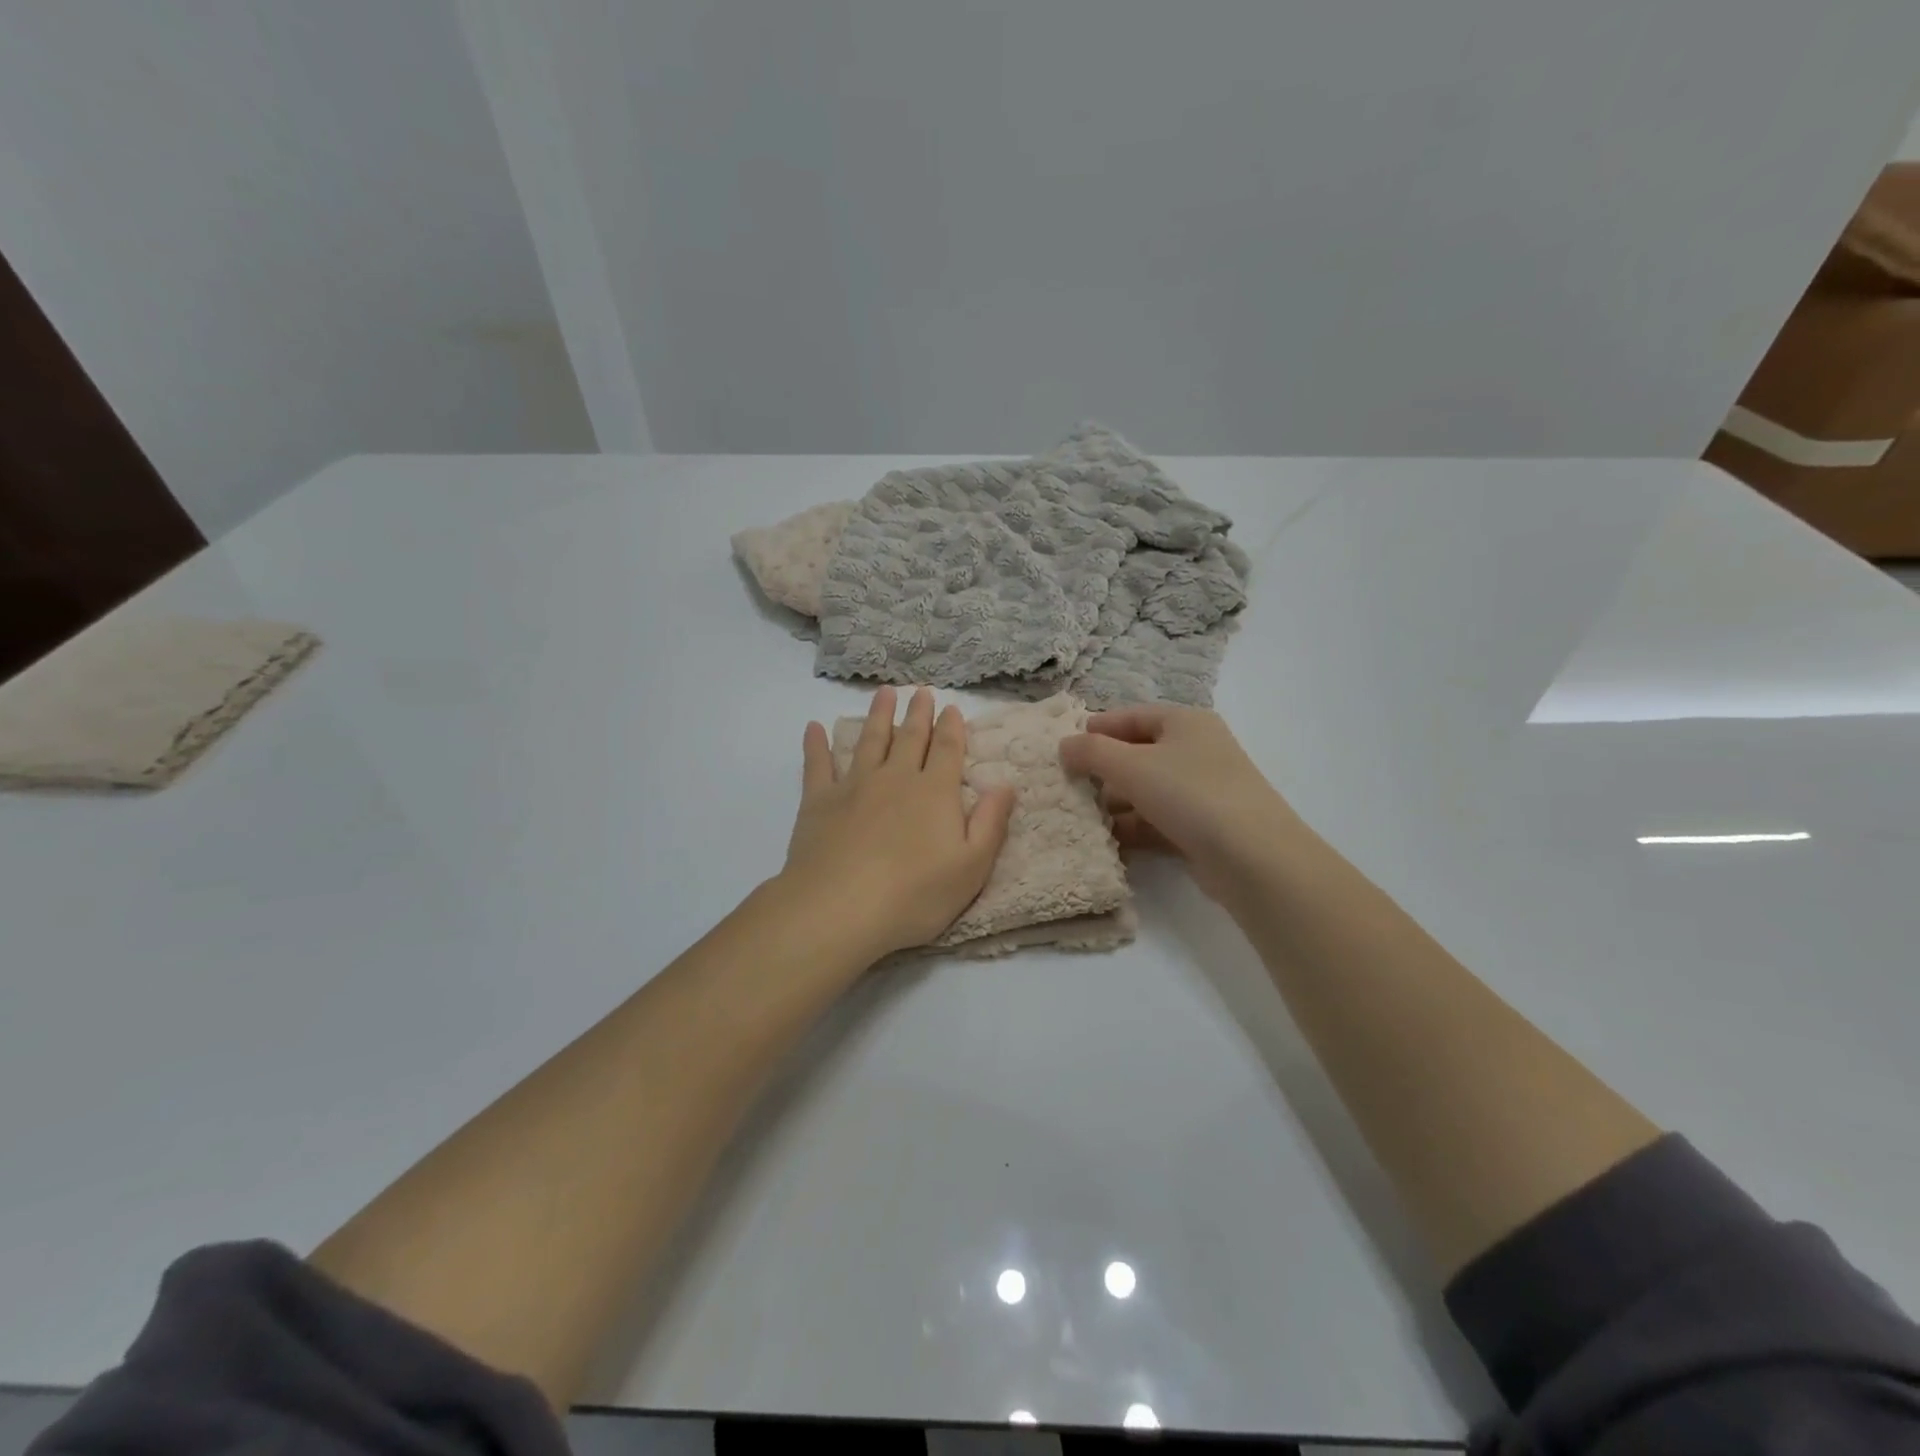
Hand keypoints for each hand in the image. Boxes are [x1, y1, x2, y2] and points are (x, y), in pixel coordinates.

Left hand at [780, 687, 1016, 959]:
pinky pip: (817, 765)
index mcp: (934, 792)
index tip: (952, 709)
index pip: (946, 750)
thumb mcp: (971, 868)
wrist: (840, 908)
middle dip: (918, 714)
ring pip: (869, 741)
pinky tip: (814, 728)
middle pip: (909, 738)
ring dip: (878, 716)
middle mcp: (895, 778)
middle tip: (921, 693)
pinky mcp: (818, 801)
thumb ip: (990, 823)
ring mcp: (854, 786)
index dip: (951, 728)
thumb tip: (1005, 784)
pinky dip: (816, 745)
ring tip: (883, 693)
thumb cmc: (914, 895)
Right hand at [1059, 703, 1298, 902]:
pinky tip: (1105, 841)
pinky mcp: (1201, 828)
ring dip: (1114, 802)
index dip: (1097, 729)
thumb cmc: (1190, 794)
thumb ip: (1091, 752)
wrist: (1253, 858)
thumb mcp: (1132, 766)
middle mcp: (1196, 751)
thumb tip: (1064, 746)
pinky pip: (1157, 820)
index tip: (1064, 748)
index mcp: (1185, 722)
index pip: (1131, 716)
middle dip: (1102, 770)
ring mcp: (1201, 791)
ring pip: (1146, 790)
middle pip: (1137, 753)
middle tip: (1066, 785)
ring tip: (1079, 816)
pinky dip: (1132, 827)